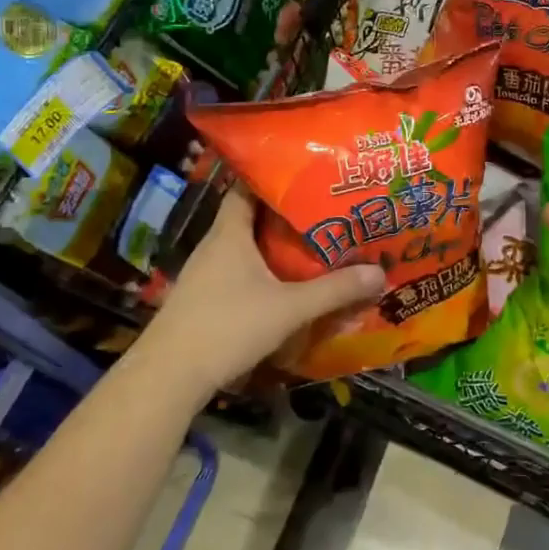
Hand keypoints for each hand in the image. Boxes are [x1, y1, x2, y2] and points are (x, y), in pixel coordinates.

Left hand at [135, 189, 384, 398]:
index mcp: (230, 233)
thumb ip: (334, 290)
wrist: (168, 376)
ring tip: (313, 244)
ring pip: (245, 248)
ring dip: (274, 246)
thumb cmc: (227, 326)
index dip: (273, 176)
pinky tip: (285, 285)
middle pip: (251, 217)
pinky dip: (262, 272)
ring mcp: (205, 274)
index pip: (246, 186)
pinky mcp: (204, 300)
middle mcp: (215, 246)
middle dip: (285, 213)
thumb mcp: (289, 308)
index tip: (306, 172)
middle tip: (324, 209)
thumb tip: (379, 273)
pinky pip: (238, 273)